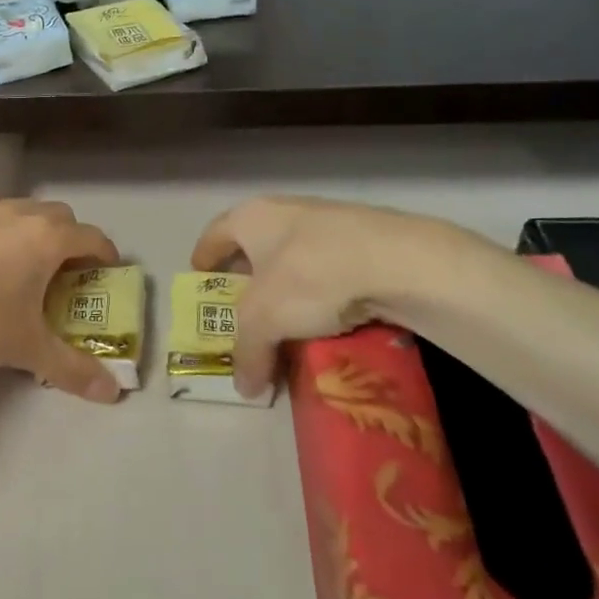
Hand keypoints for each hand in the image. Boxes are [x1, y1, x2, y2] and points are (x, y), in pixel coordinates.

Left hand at [0, 184, 124, 401]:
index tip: (106, 271)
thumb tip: (113, 393)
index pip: (92, 238)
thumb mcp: (27, 349)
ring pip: (19, 204)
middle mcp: (19, 213)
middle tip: (60, 271)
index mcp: (47, 240)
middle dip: (68, 239)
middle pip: (59, 216)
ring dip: (28, 224)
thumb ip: (73, 369)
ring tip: (17, 254)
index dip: (105, 254)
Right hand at [191, 197, 492, 397]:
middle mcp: (286, 211)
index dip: (204, 256)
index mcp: (252, 216)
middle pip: (255, 244)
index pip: (215, 233)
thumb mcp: (263, 321)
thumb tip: (245, 387)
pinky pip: (330, 269)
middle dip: (247, 275)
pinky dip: (322, 292)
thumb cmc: (310, 276)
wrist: (400, 262)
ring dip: (287, 286)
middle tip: (242, 306)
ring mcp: (330, 222)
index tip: (199, 276)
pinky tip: (328, 319)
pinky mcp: (367, 241)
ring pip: (295, 257)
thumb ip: (247, 352)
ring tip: (286, 320)